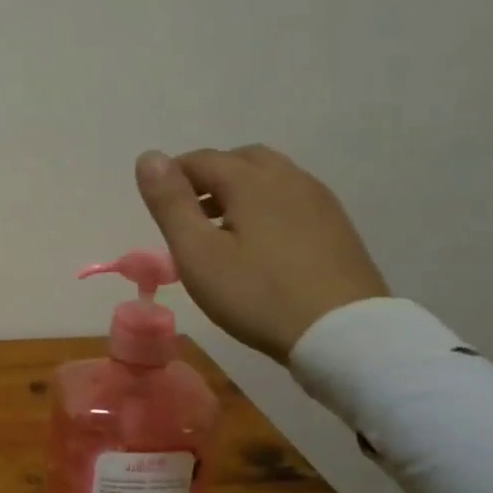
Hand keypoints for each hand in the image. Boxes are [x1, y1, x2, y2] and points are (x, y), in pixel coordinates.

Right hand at [135, 145, 389, 362]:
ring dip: (238, 190)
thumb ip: (170, 203)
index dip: (172, 176)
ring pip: (270, 177)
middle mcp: (289, 178)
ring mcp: (319, 201)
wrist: (344, 335)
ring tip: (219, 229)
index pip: (200, 160)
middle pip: (240, 160)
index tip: (158, 208)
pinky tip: (259, 244)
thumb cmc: (257, 294)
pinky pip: (292, 198)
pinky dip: (265, 206)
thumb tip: (148, 157)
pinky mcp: (337, 226)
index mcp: (252, 181)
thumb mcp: (197, 253)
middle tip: (188, 213)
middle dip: (208, 177)